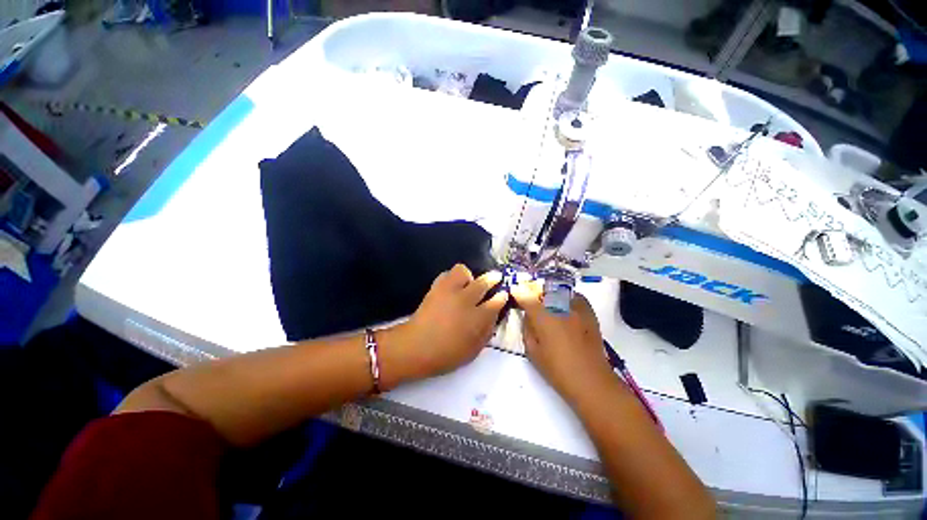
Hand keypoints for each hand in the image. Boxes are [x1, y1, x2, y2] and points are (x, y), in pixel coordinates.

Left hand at [394, 264, 508, 381]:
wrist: (417, 347)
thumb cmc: (447, 354)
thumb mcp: (473, 350)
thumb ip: (487, 331)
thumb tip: (494, 316)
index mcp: (478, 318)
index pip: (496, 302)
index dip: (502, 296)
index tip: (503, 294)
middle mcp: (466, 300)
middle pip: (483, 282)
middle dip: (492, 278)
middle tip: (495, 277)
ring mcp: (450, 291)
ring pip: (463, 271)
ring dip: (468, 276)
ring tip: (468, 283)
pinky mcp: (436, 288)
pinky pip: (446, 274)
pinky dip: (451, 277)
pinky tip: (452, 286)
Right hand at [510, 281, 613, 403]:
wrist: (591, 380)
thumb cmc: (557, 370)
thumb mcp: (532, 351)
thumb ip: (527, 329)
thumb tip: (527, 315)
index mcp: (544, 318)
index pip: (527, 298)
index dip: (519, 292)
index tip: (514, 290)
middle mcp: (560, 308)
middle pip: (544, 290)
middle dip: (534, 291)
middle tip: (529, 296)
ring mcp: (577, 309)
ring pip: (560, 291)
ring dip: (550, 293)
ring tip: (546, 299)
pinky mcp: (589, 313)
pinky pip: (576, 297)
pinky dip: (567, 296)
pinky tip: (564, 303)